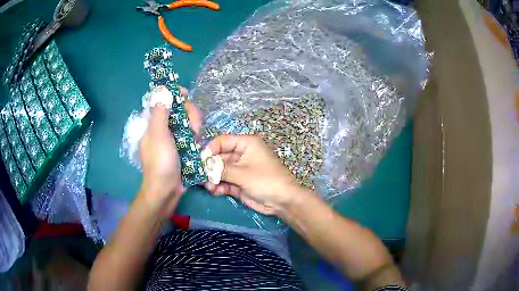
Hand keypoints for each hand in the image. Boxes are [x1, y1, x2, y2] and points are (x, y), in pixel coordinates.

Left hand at [138, 88, 201, 213]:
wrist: (166, 190)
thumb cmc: (160, 162)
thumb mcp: (158, 135)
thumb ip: (160, 112)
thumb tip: (163, 91)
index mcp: (153, 122)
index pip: (163, 99)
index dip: (174, 94)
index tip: (187, 95)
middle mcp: (162, 127)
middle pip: (179, 109)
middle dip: (190, 114)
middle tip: (195, 127)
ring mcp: (172, 137)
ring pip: (187, 121)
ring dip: (195, 126)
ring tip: (196, 139)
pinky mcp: (181, 147)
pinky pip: (191, 134)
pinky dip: (195, 136)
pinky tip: (196, 144)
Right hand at [204, 135, 300, 215]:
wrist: (283, 201)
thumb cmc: (265, 180)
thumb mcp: (242, 173)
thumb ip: (221, 169)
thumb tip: (203, 165)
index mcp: (246, 144)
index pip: (223, 141)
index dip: (210, 149)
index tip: (200, 161)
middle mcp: (242, 154)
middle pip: (220, 157)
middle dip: (210, 167)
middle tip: (200, 176)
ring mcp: (240, 170)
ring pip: (221, 171)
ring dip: (213, 178)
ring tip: (209, 186)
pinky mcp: (239, 183)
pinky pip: (225, 182)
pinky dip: (219, 186)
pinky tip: (215, 192)